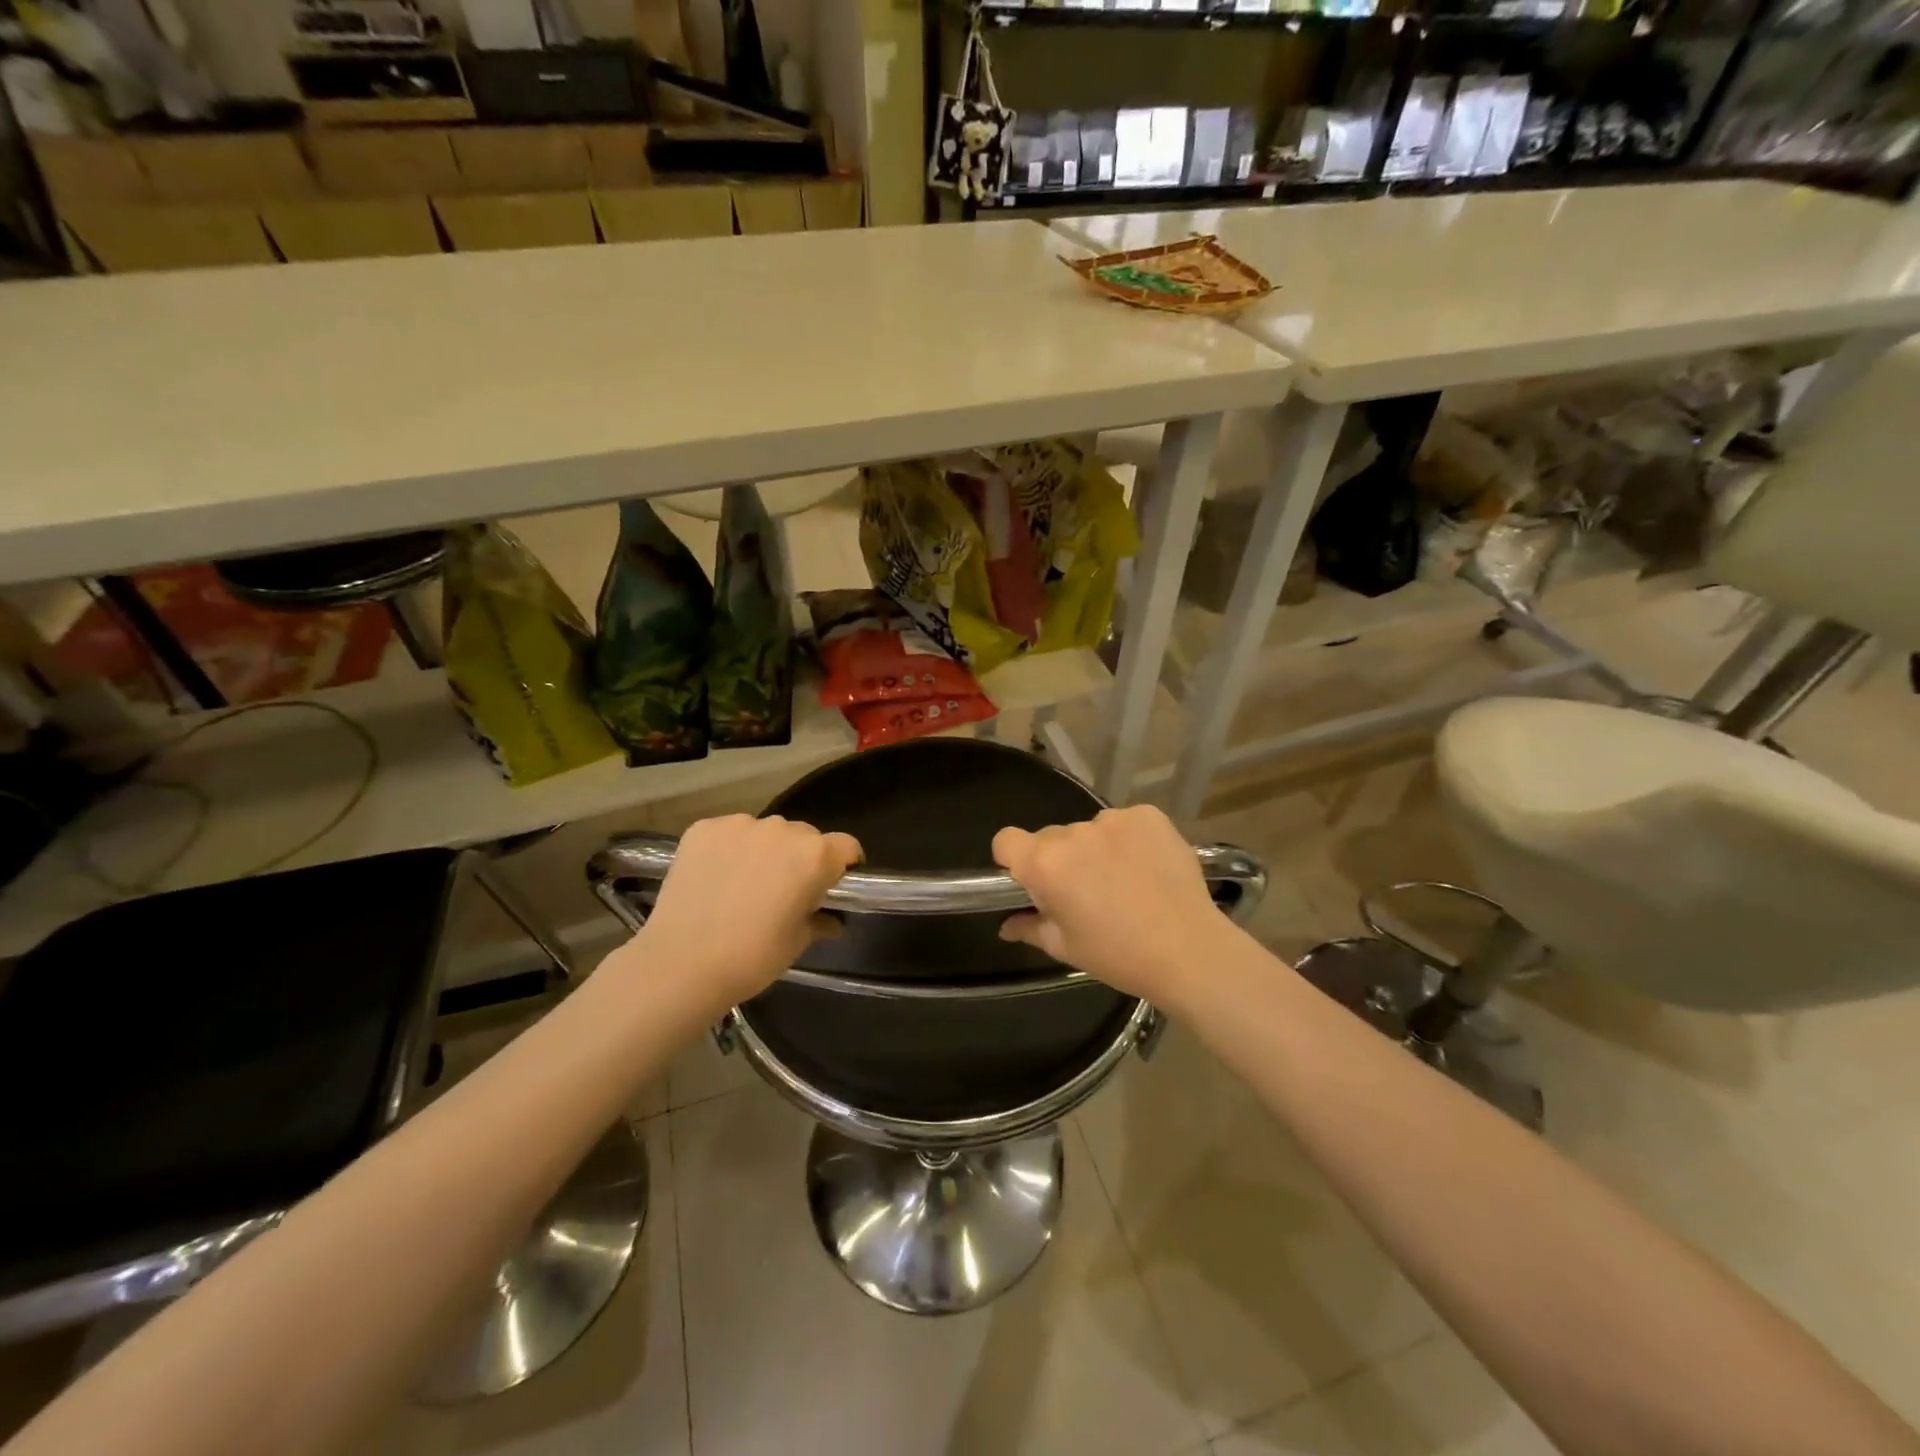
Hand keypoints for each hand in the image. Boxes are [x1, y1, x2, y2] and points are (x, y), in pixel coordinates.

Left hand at [625, 814, 861, 1009]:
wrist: (681, 963)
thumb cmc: (753, 957)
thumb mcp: (797, 942)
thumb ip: (820, 921)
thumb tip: (832, 920)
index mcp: (815, 855)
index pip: (846, 846)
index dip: (844, 865)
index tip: (833, 885)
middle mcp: (782, 830)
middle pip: (804, 836)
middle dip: (801, 858)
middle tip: (785, 890)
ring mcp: (740, 825)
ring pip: (765, 832)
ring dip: (764, 851)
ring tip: (744, 885)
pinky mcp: (703, 829)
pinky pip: (728, 833)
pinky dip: (729, 850)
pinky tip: (716, 878)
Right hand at [993, 805, 1240, 1005]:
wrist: (1190, 951)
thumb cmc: (1118, 956)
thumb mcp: (1065, 948)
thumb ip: (1029, 928)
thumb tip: (1007, 925)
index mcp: (1044, 864)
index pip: (1005, 840)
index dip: (1013, 859)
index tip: (1032, 881)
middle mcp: (1073, 833)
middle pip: (1050, 837)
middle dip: (1060, 859)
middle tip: (1085, 892)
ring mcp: (1113, 819)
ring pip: (1089, 830)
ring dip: (1096, 849)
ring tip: (1124, 882)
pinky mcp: (1148, 816)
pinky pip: (1125, 823)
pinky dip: (1129, 840)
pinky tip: (1147, 868)